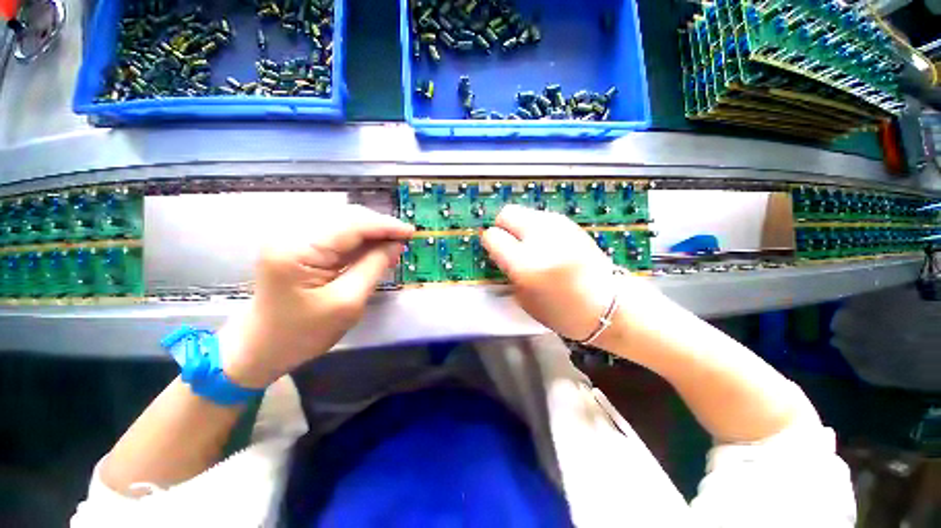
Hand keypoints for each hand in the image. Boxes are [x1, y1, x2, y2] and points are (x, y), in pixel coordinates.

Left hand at [219, 205, 413, 387]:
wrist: (260, 348)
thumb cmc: (302, 333)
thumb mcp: (347, 303)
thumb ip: (373, 267)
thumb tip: (396, 244)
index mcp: (297, 248)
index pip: (351, 225)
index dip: (385, 226)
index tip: (412, 232)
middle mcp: (290, 233)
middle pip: (346, 217)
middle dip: (379, 227)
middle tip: (404, 239)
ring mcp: (292, 237)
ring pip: (343, 223)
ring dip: (371, 232)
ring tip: (393, 244)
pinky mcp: (297, 245)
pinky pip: (335, 234)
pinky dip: (359, 240)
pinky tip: (374, 248)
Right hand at [482, 205, 648, 340]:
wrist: (608, 305)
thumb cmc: (562, 312)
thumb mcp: (524, 298)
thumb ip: (507, 270)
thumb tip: (497, 249)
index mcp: (525, 265)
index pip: (492, 236)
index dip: (490, 243)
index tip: (494, 250)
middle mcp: (541, 239)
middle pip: (507, 212)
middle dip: (502, 226)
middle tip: (508, 242)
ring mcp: (559, 227)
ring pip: (525, 212)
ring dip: (521, 226)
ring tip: (529, 245)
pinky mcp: (571, 224)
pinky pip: (542, 217)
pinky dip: (537, 227)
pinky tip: (546, 244)